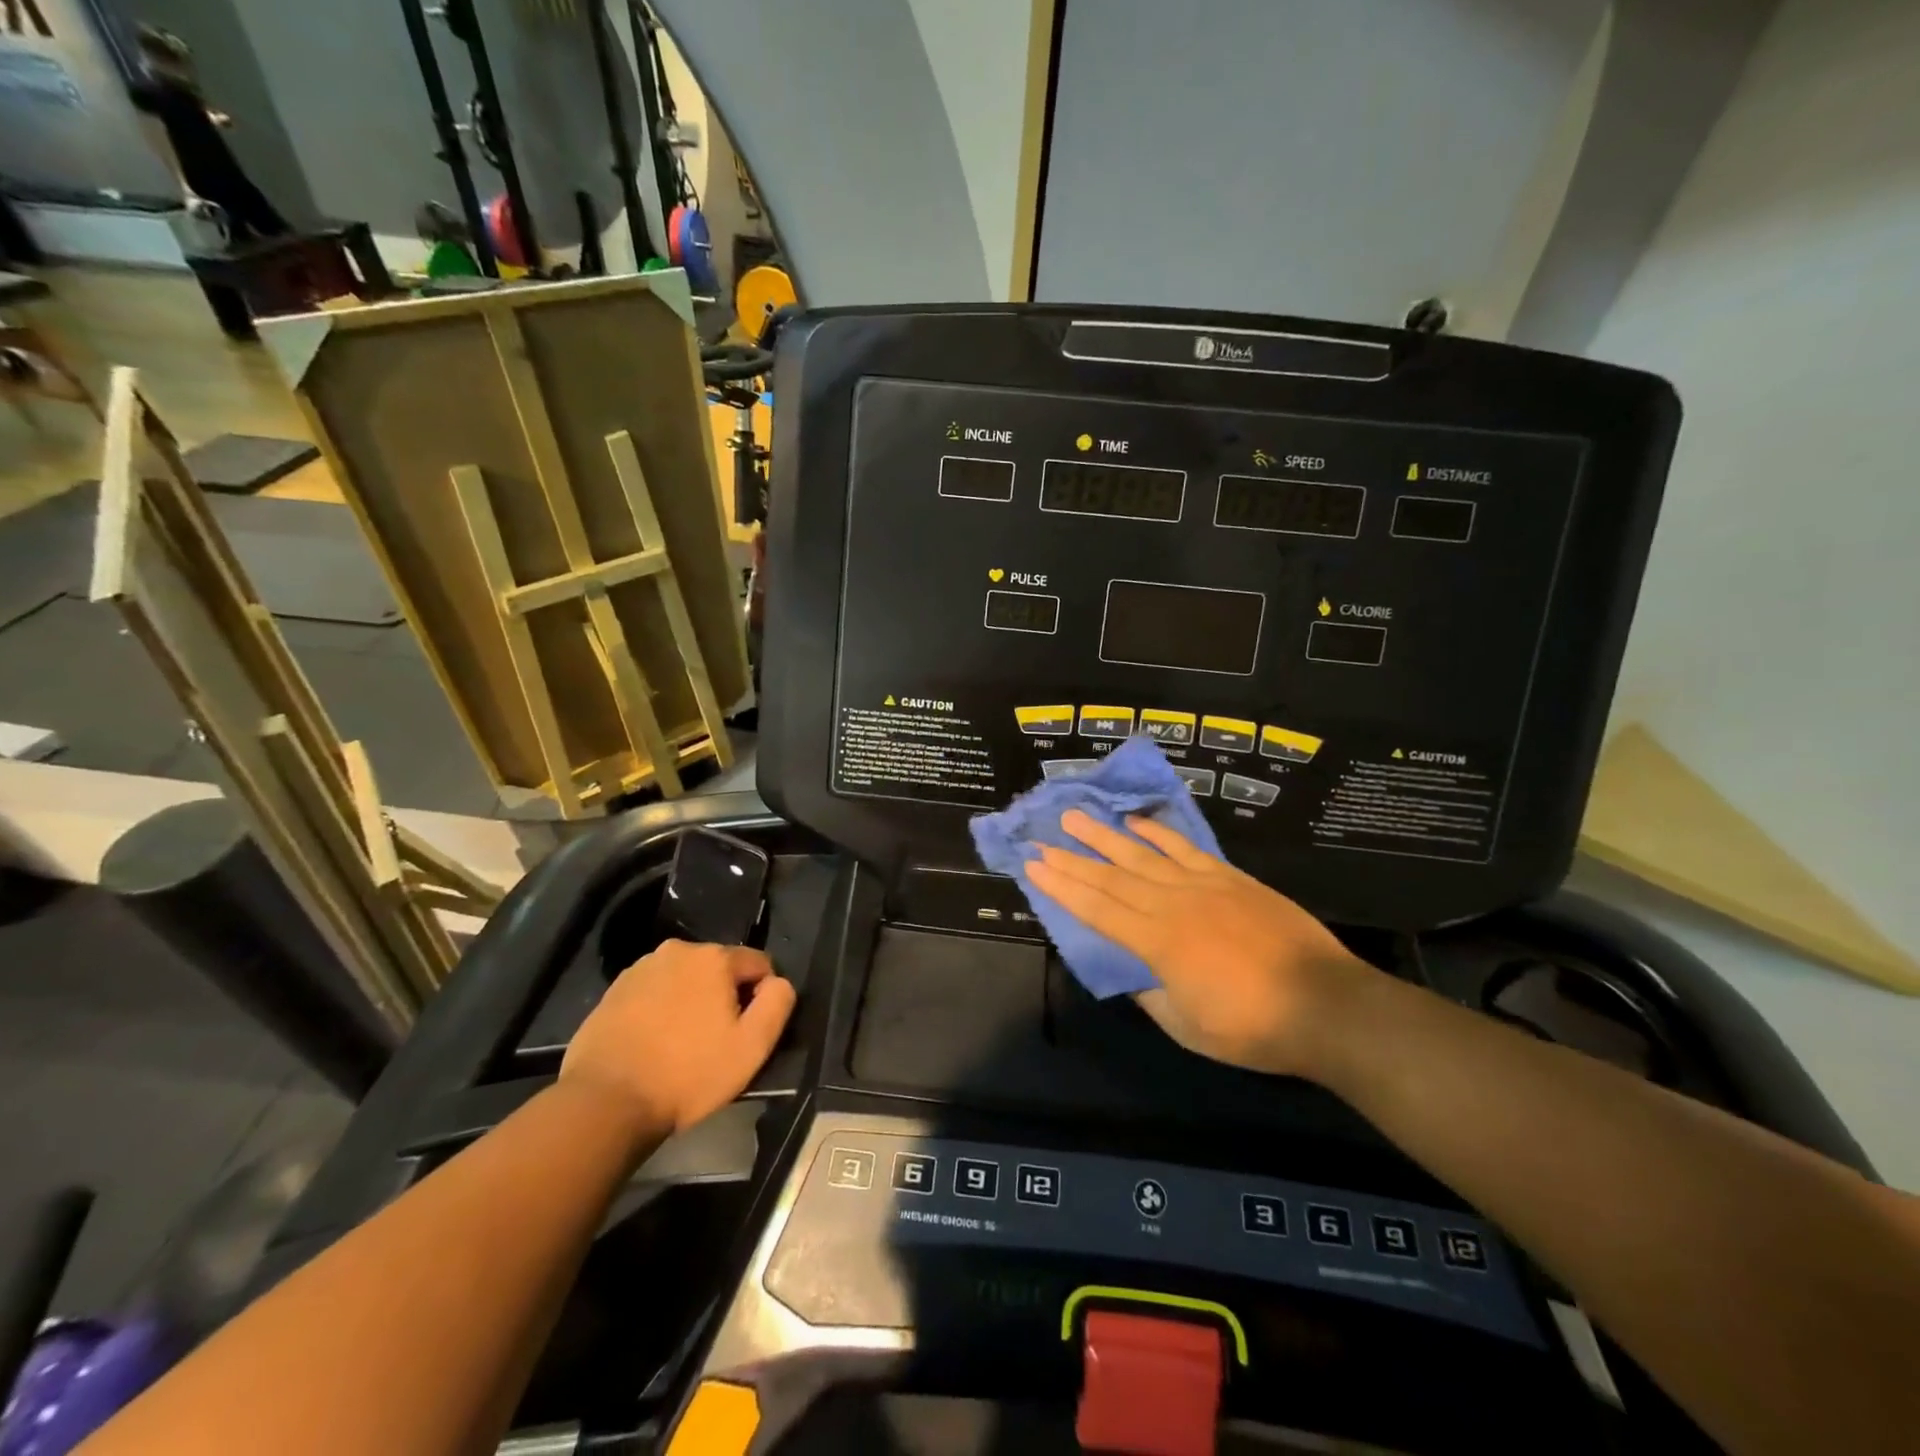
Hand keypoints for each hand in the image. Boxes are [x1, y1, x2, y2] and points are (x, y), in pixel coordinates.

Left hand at [560, 939, 795, 1136]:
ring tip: (681, 1046)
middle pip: (720, 969)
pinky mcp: (613, 991)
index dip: (760, 998)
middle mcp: (678, 950)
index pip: (759, 964)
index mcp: (714, 957)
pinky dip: (660, 1011)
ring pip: (685, 980)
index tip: (745, 1033)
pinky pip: (654, 993)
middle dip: (724, 997)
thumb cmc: (688, 1074)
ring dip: (691, 1002)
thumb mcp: (752, 1046)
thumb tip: (777, 982)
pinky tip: (653, 1045)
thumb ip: (778, 1003)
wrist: (605, 1102)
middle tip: (714, 1042)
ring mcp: (641, 968)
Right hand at [1023, 810, 1375, 1078]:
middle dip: (1072, 858)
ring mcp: (1202, 885)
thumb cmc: (1253, 1028)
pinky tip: (1135, 822)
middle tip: (1041, 839)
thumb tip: (1128, 973)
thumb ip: (1150, 996)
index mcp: (1157, 943)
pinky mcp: (1230, 878)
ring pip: (1142, 854)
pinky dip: (1157, 833)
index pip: (1097, 909)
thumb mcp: (1188, 1028)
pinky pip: (1185, 848)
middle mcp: (1172, 905)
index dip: (1062, 888)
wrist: (1325, 1004)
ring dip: (1105, 835)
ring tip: (1075, 817)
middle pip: (1111, 876)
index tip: (1034, 867)